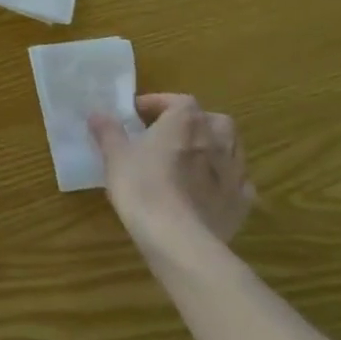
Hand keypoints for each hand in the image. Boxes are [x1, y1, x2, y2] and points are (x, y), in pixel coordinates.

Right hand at [88, 94, 253, 265]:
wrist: (178, 238)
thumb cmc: (143, 187)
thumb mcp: (115, 156)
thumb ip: (108, 132)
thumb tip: (98, 114)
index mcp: (186, 121)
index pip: (177, 101)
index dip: (157, 104)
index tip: (137, 115)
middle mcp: (216, 139)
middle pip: (212, 120)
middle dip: (194, 123)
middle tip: (170, 135)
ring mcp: (235, 171)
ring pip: (232, 148)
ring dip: (214, 148)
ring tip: (191, 160)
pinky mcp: (243, 202)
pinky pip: (239, 182)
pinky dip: (226, 180)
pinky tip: (210, 189)